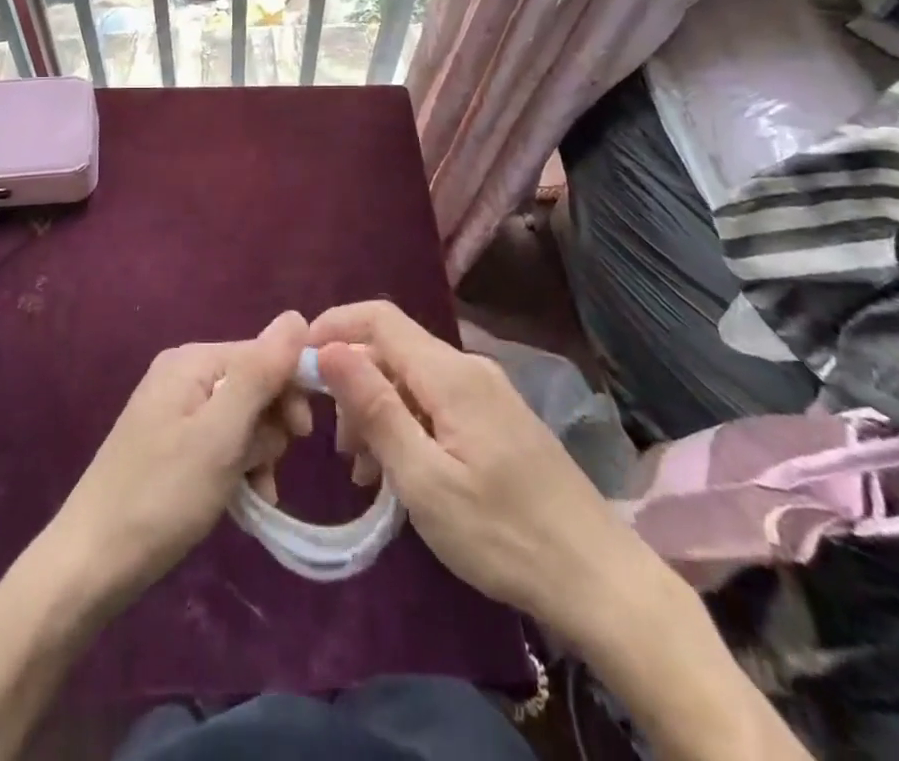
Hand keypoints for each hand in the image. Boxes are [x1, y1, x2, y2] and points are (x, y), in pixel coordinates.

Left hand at [47, 312, 312, 606]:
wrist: (90, 563)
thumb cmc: (162, 495)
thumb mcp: (220, 434)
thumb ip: (260, 373)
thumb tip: (298, 316)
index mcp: (192, 360)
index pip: (263, 354)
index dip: (290, 389)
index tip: (301, 436)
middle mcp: (183, 374)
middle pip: (254, 385)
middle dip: (271, 428)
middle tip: (268, 469)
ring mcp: (174, 410)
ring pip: (242, 419)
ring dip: (257, 453)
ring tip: (256, 493)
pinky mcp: (171, 444)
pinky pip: (221, 442)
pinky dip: (238, 467)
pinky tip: (245, 499)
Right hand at [308, 301, 672, 658]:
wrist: (600, 580)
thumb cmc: (502, 533)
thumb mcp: (424, 479)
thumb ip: (374, 408)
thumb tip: (328, 348)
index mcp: (449, 374)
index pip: (379, 318)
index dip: (334, 326)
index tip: (298, 362)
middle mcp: (468, 368)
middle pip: (393, 350)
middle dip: (354, 384)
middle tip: (338, 447)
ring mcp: (486, 392)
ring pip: (412, 379)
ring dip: (379, 412)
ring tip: (365, 473)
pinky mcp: (497, 419)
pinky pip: (436, 402)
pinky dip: (407, 425)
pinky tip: (401, 472)